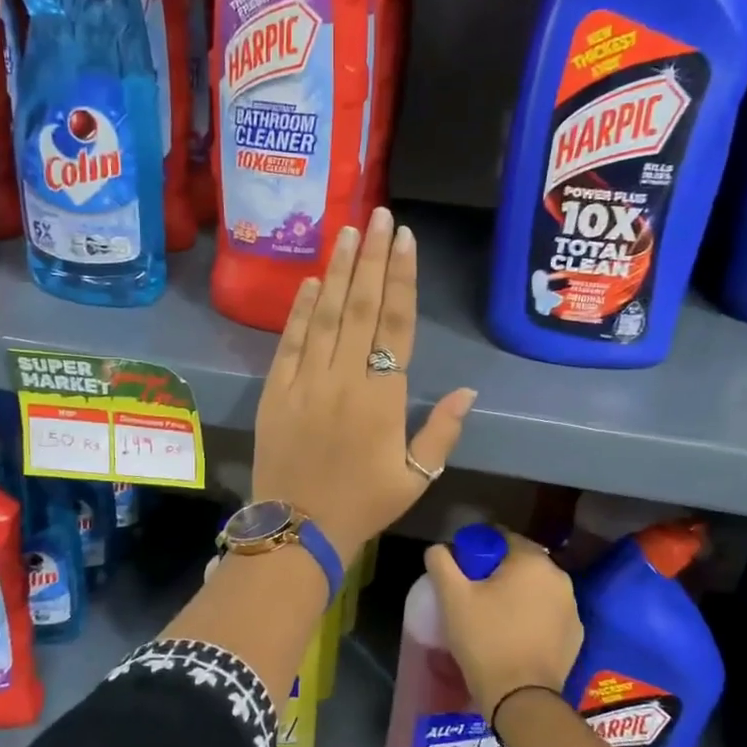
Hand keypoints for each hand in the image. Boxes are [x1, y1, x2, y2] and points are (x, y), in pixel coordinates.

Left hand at [252, 208, 475, 561]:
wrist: (297, 530)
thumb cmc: (363, 505)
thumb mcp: (416, 477)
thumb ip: (443, 431)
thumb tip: (470, 390)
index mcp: (383, 398)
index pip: (396, 325)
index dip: (401, 279)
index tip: (404, 240)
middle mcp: (344, 379)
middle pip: (360, 307)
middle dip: (372, 257)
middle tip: (379, 215)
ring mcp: (305, 381)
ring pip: (324, 315)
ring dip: (337, 271)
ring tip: (347, 231)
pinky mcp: (276, 390)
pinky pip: (290, 342)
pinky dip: (299, 310)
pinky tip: (309, 281)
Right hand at [423, 531, 581, 719]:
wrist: (521, 698)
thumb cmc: (485, 639)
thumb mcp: (452, 597)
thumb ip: (441, 562)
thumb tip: (438, 548)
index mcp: (532, 561)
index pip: (502, 537)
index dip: (479, 548)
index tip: (463, 568)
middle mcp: (559, 577)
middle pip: (521, 561)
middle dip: (498, 570)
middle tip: (474, 592)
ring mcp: (572, 607)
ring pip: (536, 588)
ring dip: (517, 593)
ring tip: (493, 614)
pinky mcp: (576, 634)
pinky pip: (548, 613)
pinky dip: (533, 615)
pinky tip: (514, 633)